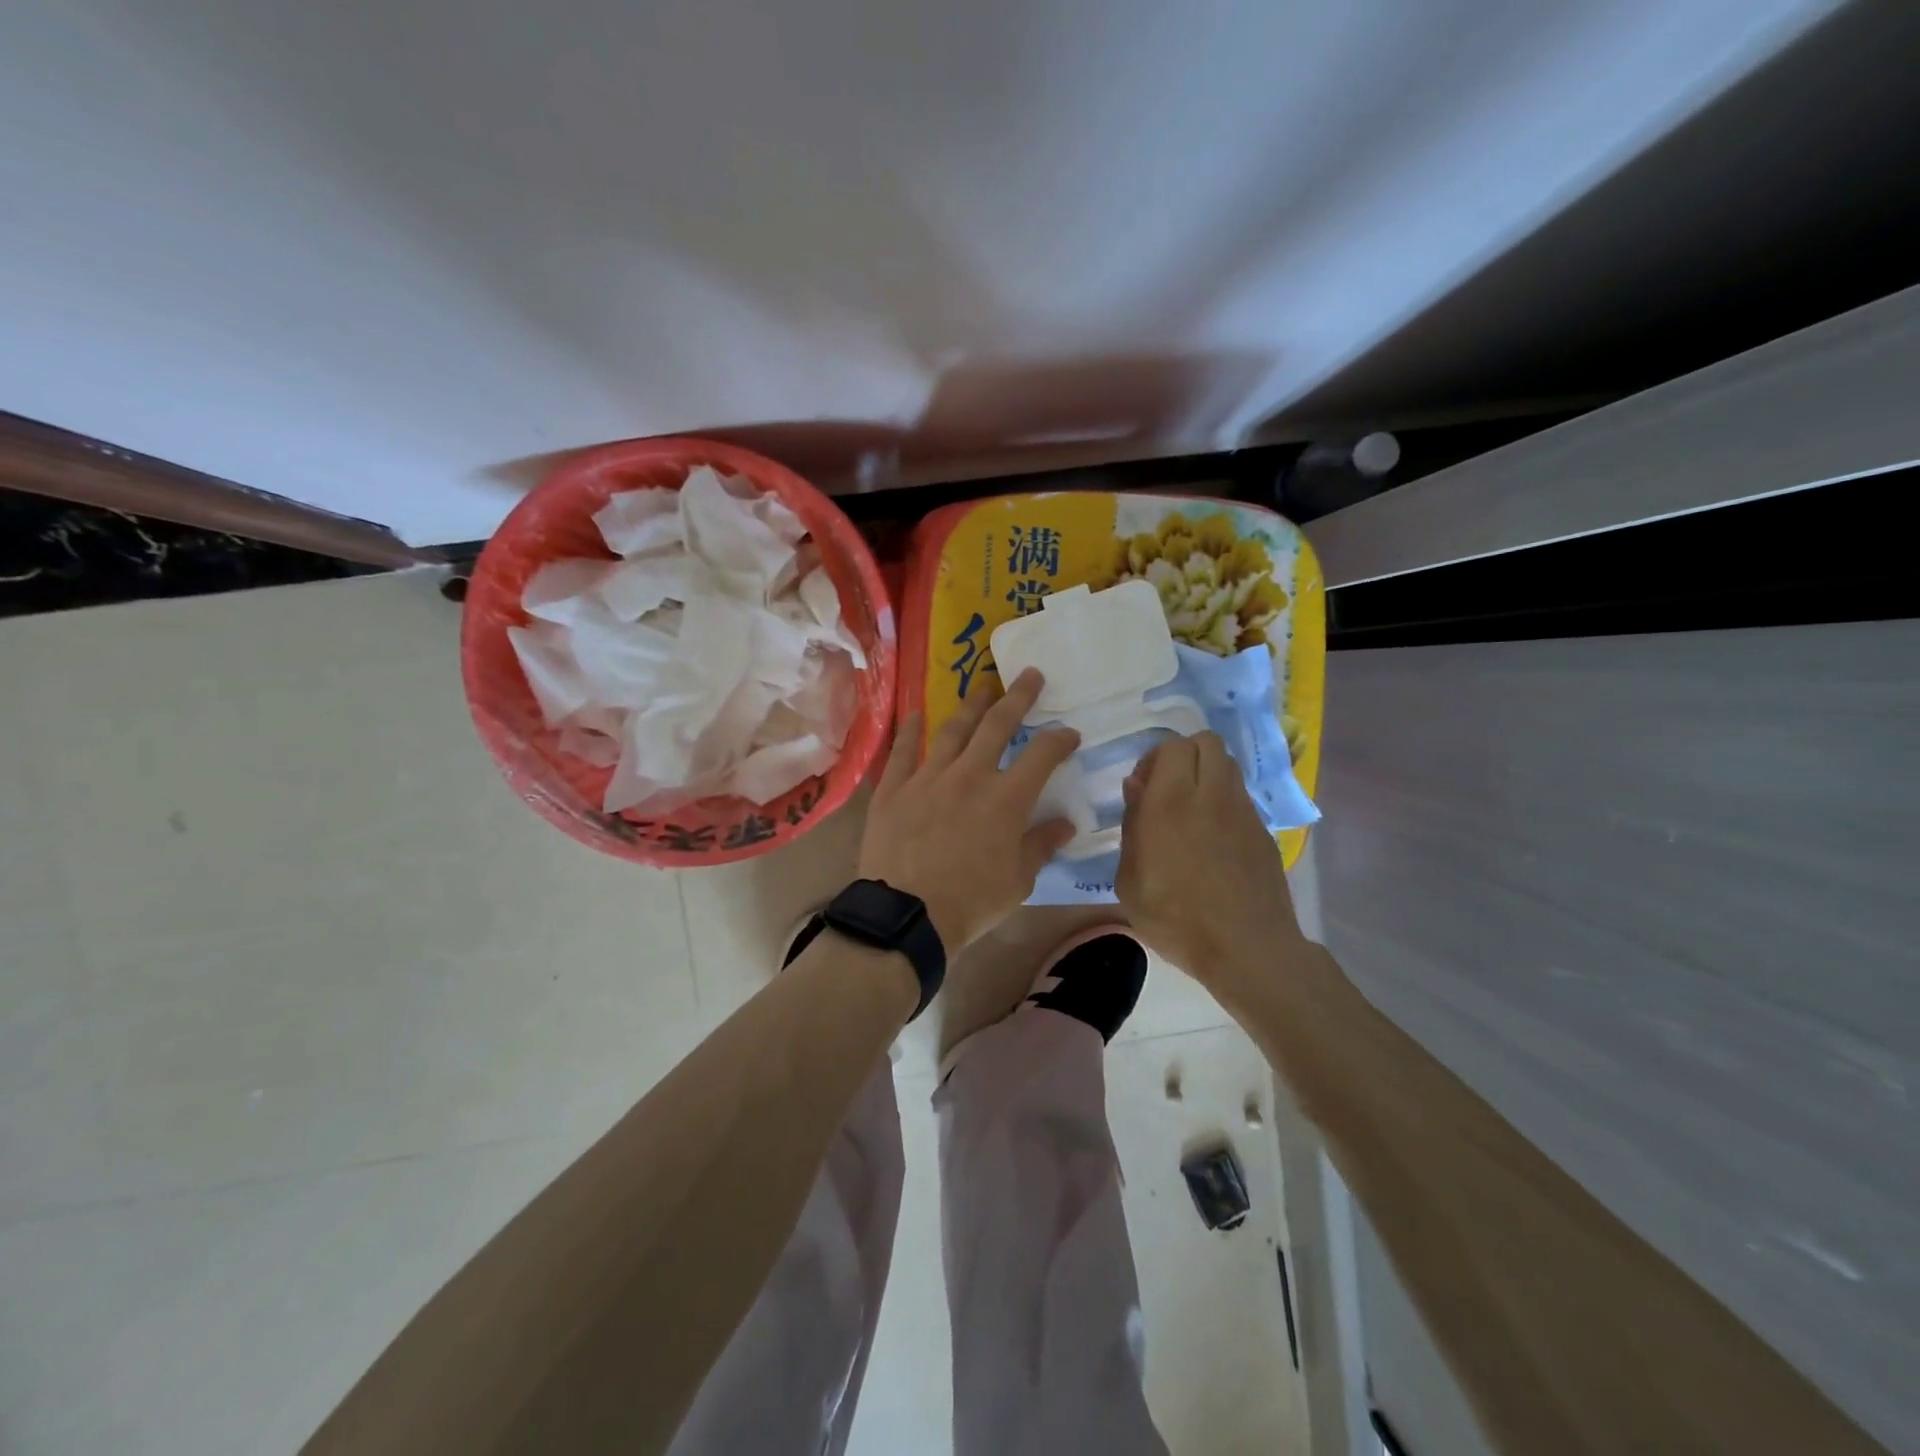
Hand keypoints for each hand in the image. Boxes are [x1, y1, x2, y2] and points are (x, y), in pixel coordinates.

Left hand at [859, 669, 1079, 949]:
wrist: (907, 914)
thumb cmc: (971, 903)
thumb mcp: (1018, 881)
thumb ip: (1041, 845)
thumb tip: (1065, 823)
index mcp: (1007, 798)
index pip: (1042, 754)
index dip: (1059, 739)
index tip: (1069, 733)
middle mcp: (970, 776)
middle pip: (997, 725)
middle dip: (1018, 698)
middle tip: (1030, 675)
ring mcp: (928, 777)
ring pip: (953, 730)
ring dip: (971, 706)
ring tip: (982, 687)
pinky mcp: (894, 788)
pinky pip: (903, 751)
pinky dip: (910, 731)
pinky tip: (916, 713)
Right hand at [1115, 732, 1305, 993]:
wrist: (1247, 949)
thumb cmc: (1176, 919)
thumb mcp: (1130, 881)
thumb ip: (1132, 827)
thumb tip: (1137, 789)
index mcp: (1171, 802)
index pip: (1171, 746)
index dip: (1153, 759)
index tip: (1142, 789)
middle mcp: (1211, 795)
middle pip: (1206, 742)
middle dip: (1184, 755)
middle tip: (1168, 788)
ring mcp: (1243, 811)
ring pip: (1228, 765)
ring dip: (1206, 774)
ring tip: (1191, 810)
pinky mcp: (1263, 831)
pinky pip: (1240, 797)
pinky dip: (1224, 802)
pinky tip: (1213, 839)